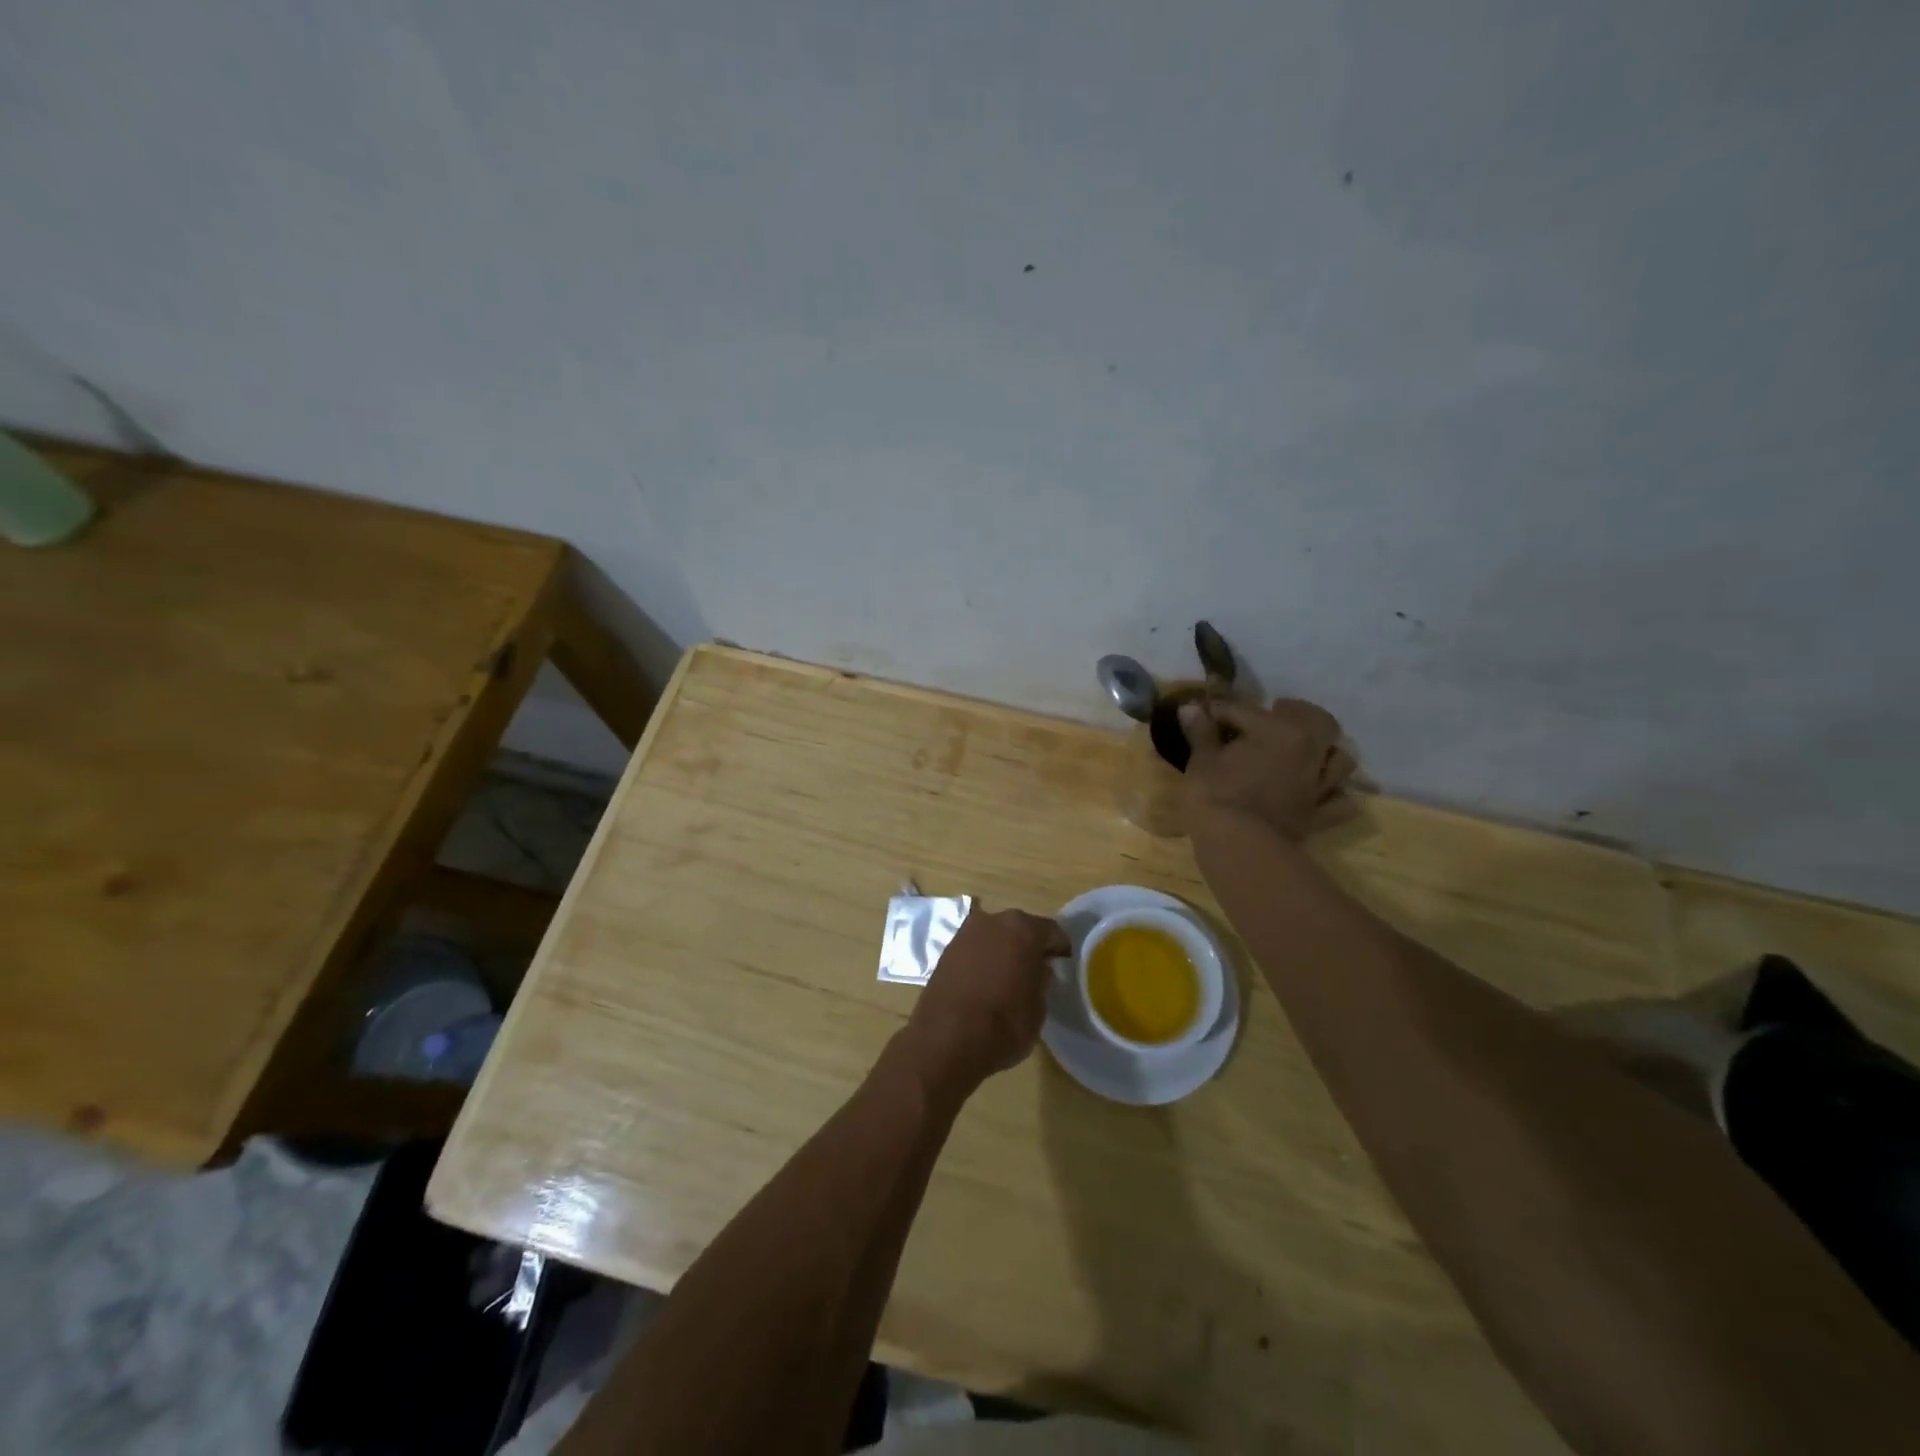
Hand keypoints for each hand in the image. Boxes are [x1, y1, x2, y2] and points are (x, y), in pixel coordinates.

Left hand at [902, 906, 1068, 1095]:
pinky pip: (974, 950)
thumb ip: (1042, 980)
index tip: (1064, 965)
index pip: (1051, 931)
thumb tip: (1038, 970)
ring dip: (1003, 951)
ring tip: (1008, 978)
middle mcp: (993, 920)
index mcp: (1023, 928)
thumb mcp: (1039, 1007)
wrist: (946, 1039)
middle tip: (1036, 971)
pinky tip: (985, 983)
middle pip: (1019, 929)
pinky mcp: (946, 951)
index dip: (1060, 949)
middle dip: (1028, 946)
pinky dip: (982, 961)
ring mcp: (965, 933)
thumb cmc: (1004, 1023)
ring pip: (994, 937)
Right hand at [1179, 697, 1355, 840]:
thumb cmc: (1215, 796)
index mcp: (1278, 730)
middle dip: (1297, 713)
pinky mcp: (1320, 814)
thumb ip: (1201, 732)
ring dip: (1327, 750)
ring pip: (1340, 759)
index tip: (1205, 712)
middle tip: (1275, 714)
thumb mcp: (1201, 760)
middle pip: (1318, 720)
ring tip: (1308, 750)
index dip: (1222, 710)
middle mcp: (1309, 751)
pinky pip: (1340, 802)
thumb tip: (1190, 708)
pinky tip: (1321, 791)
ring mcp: (1319, 784)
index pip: (1247, 710)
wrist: (1238, 846)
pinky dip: (1335, 794)